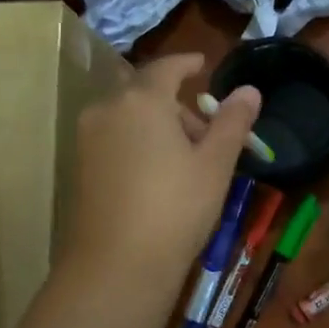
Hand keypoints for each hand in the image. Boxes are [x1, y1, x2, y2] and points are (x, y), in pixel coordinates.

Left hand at [61, 53, 261, 295]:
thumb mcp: (215, 164)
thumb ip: (232, 121)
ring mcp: (88, 138)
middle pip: (146, 92)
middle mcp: (107, 109)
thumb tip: (249, 90)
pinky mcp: (80, 166)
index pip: (167, 67)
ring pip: (128, 116)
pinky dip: (138, 141)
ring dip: (158, 124)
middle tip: (207, 132)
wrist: (118, 264)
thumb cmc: (176, 207)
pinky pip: (114, 137)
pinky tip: (158, 173)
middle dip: (177, 104)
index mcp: (142, 99)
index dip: (187, 63)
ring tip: (187, 158)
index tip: (203, 64)